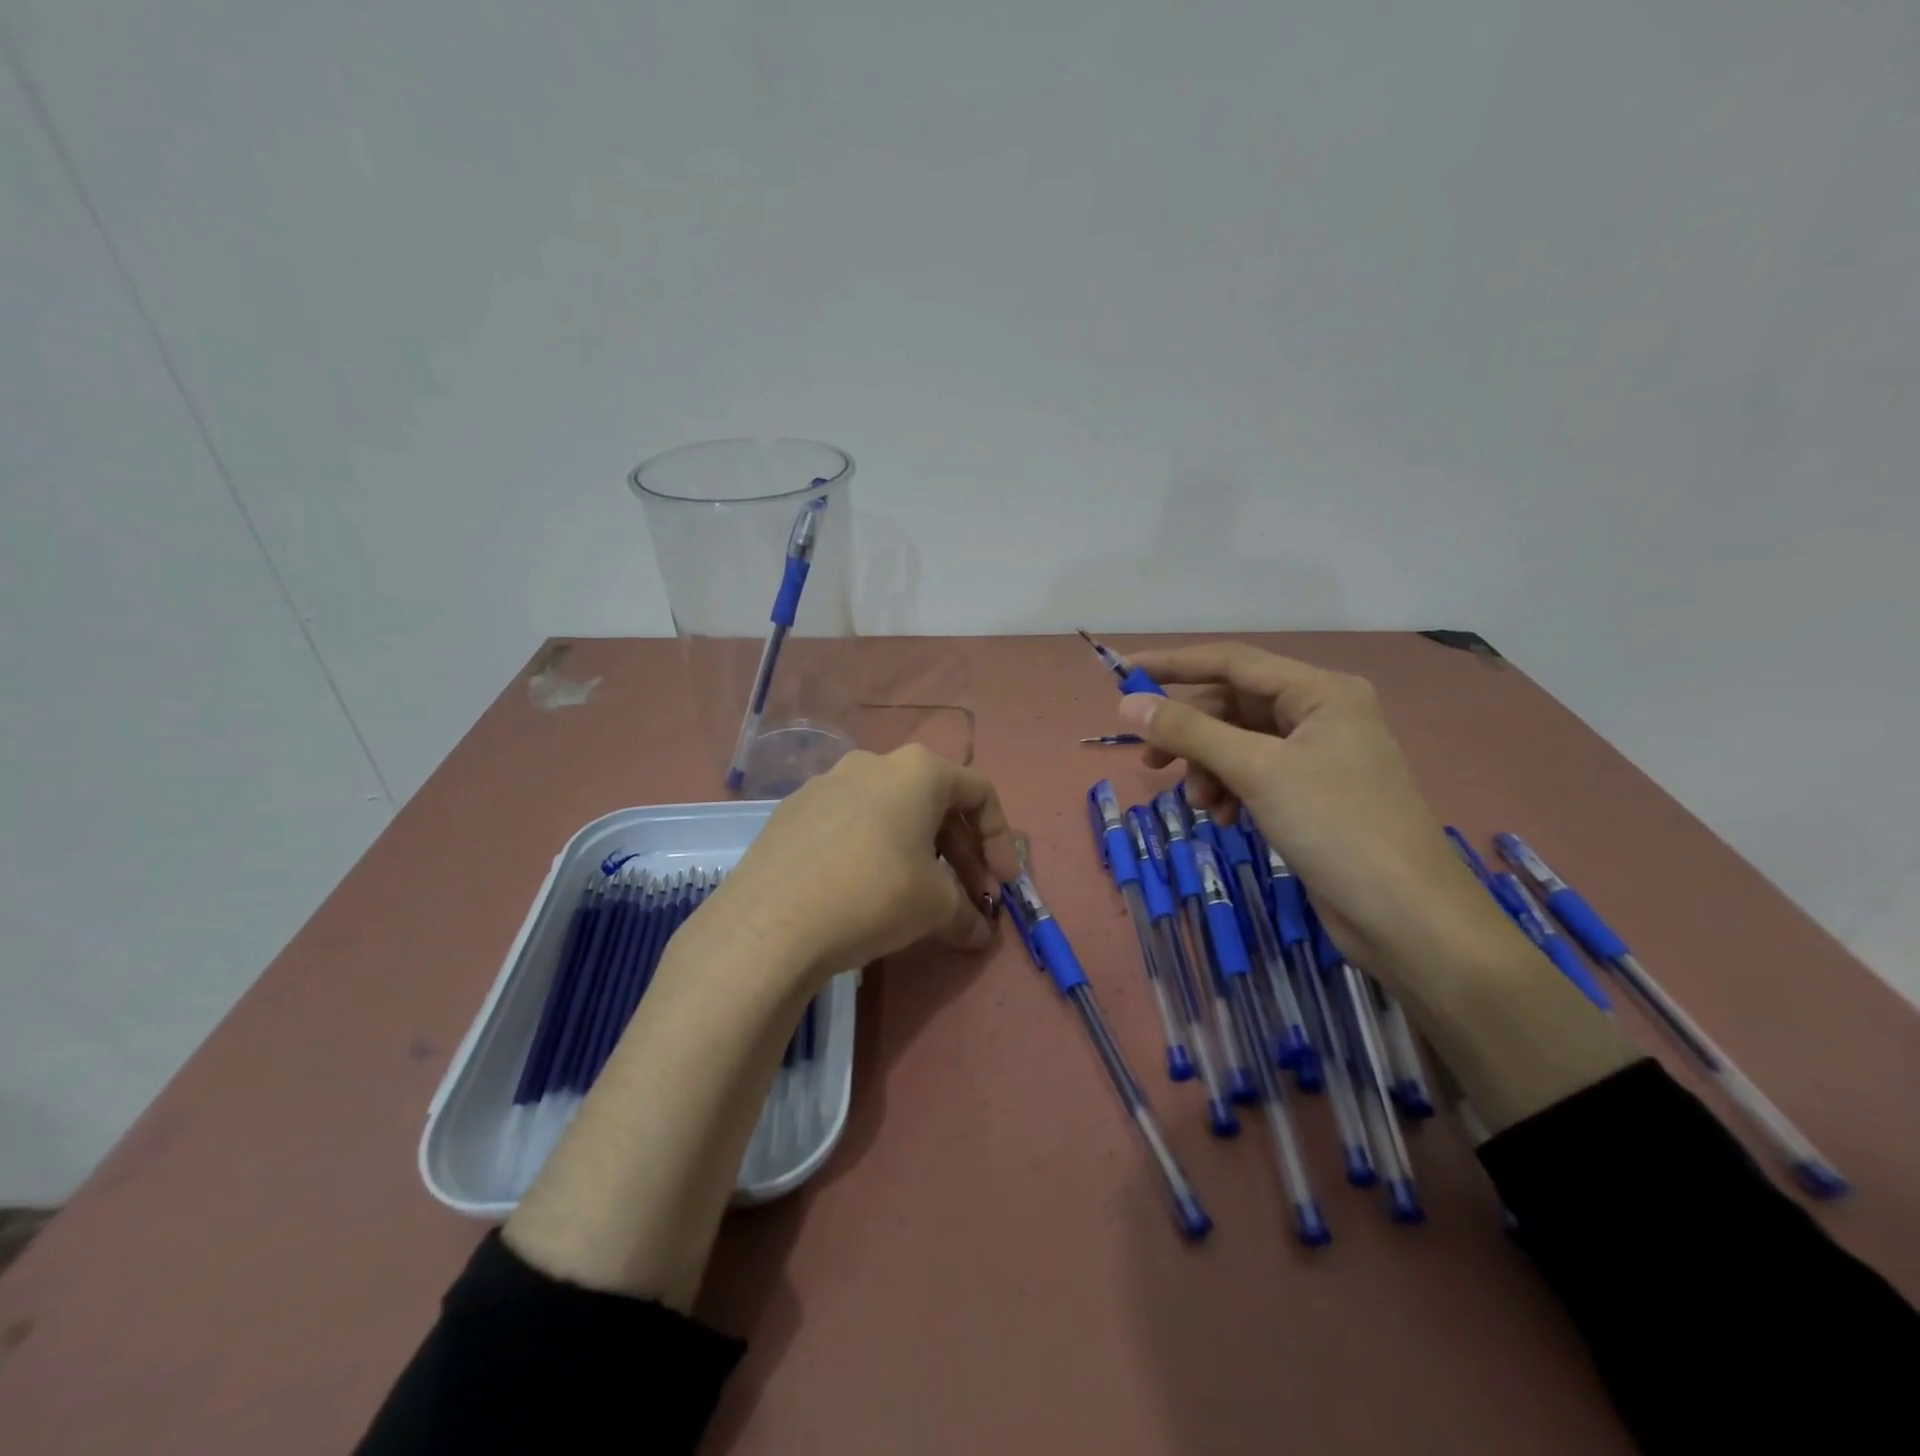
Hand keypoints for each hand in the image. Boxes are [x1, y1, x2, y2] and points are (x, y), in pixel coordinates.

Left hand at [699, 745, 1020, 984]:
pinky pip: (850, 826)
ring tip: (921, 900)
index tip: (1002, 886)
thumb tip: (977, 932)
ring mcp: (826, 784)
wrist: (770, 922)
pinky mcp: (792, 812)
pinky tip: (866, 893)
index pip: (979, 793)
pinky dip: (874, 852)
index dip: (1000, 841)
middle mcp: (872, 763)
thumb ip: (967, 914)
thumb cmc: (873, 896)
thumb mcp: (935, 907)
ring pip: (891, 814)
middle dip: (961, 854)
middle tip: (970, 899)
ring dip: (919, 853)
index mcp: (917, 771)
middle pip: (935, 804)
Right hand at [1118, 643, 1635, 1129]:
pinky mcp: (1313, 794)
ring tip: (1199, 804)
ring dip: (1209, 768)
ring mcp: (1319, 756)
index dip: (1174, 665)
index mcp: (1320, 691)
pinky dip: (1230, 790)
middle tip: (1149, 761)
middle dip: (1191, 733)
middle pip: (1234, 705)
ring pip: (1240, 743)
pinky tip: (1224, 818)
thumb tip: (1128, 704)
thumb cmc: (1336, 827)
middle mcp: (1321, 714)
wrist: (1408, 918)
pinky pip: (1255, 774)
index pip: (1232, 661)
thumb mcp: (1256, 770)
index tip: (1123, 673)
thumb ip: (1189, 732)